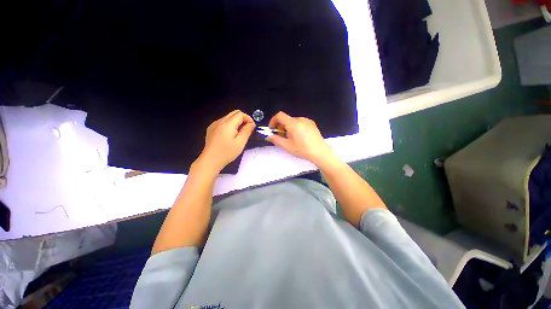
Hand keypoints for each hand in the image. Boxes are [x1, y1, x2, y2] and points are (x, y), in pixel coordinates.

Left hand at [195, 110, 255, 172]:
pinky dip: (229, 125)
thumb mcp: (240, 143)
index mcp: (227, 124)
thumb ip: (247, 131)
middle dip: (243, 119)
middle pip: (234, 113)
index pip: (240, 114)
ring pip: (228, 117)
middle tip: (247, 129)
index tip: (252, 127)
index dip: (248, 118)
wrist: (210, 160)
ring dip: (236, 122)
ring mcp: (214, 124)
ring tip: (238, 134)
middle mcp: (220, 121)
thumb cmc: (227, 153)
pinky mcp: (211, 129)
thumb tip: (252, 124)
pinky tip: (229, 135)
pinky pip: (222, 122)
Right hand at [266, 111, 335, 165]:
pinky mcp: (312, 124)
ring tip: (291, 138)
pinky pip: (300, 123)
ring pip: (293, 121)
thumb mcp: (287, 146)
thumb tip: (268, 136)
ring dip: (288, 127)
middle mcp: (300, 119)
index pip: (279, 115)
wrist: (320, 152)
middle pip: (286, 119)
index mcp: (293, 123)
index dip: (273, 121)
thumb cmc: (302, 149)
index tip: (272, 129)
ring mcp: (307, 121)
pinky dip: (295, 127)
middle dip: (281, 126)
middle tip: (281, 136)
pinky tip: (299, 137)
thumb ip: (276, 140)